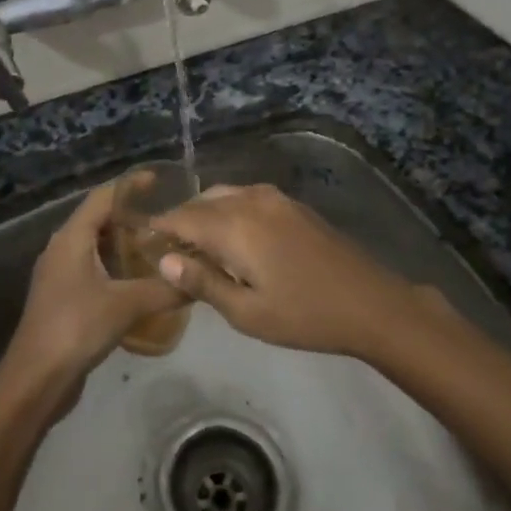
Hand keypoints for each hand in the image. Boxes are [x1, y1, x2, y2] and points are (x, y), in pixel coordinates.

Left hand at [0, 175, 187, 394]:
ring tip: (157, 246)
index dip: (130, 186)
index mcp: (72, 237)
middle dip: (130, 215)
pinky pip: (92, 267)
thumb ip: (164, 289)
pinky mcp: (62, 296)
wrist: (35, 379)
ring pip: (94, 244)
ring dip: (122, 242)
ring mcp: (59, 273)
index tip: (159, 181)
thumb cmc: (76, 328)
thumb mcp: (125, 305)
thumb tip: (198, 280)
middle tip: (165, 218)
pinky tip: (137, 280)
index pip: (103, 197)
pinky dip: (114, 265)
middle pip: (98, 218)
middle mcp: (62, 247)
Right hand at [150, 184, 417, 358]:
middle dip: (181, 220)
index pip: (183, 217)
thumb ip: (203, 283)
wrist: (370, 303)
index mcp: (235, 226)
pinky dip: (228, 210)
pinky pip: (246, 197)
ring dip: (205, 214)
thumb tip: (164, 260)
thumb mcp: (248, 313)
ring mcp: (274, 198)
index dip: (159, 227)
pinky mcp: (292, 203)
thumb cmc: (305, 315)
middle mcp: (250, 200)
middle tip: (167, 249)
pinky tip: (232, 239)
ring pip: (224, 195)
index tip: (140, 240)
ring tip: (197, 246)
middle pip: (202, 201)